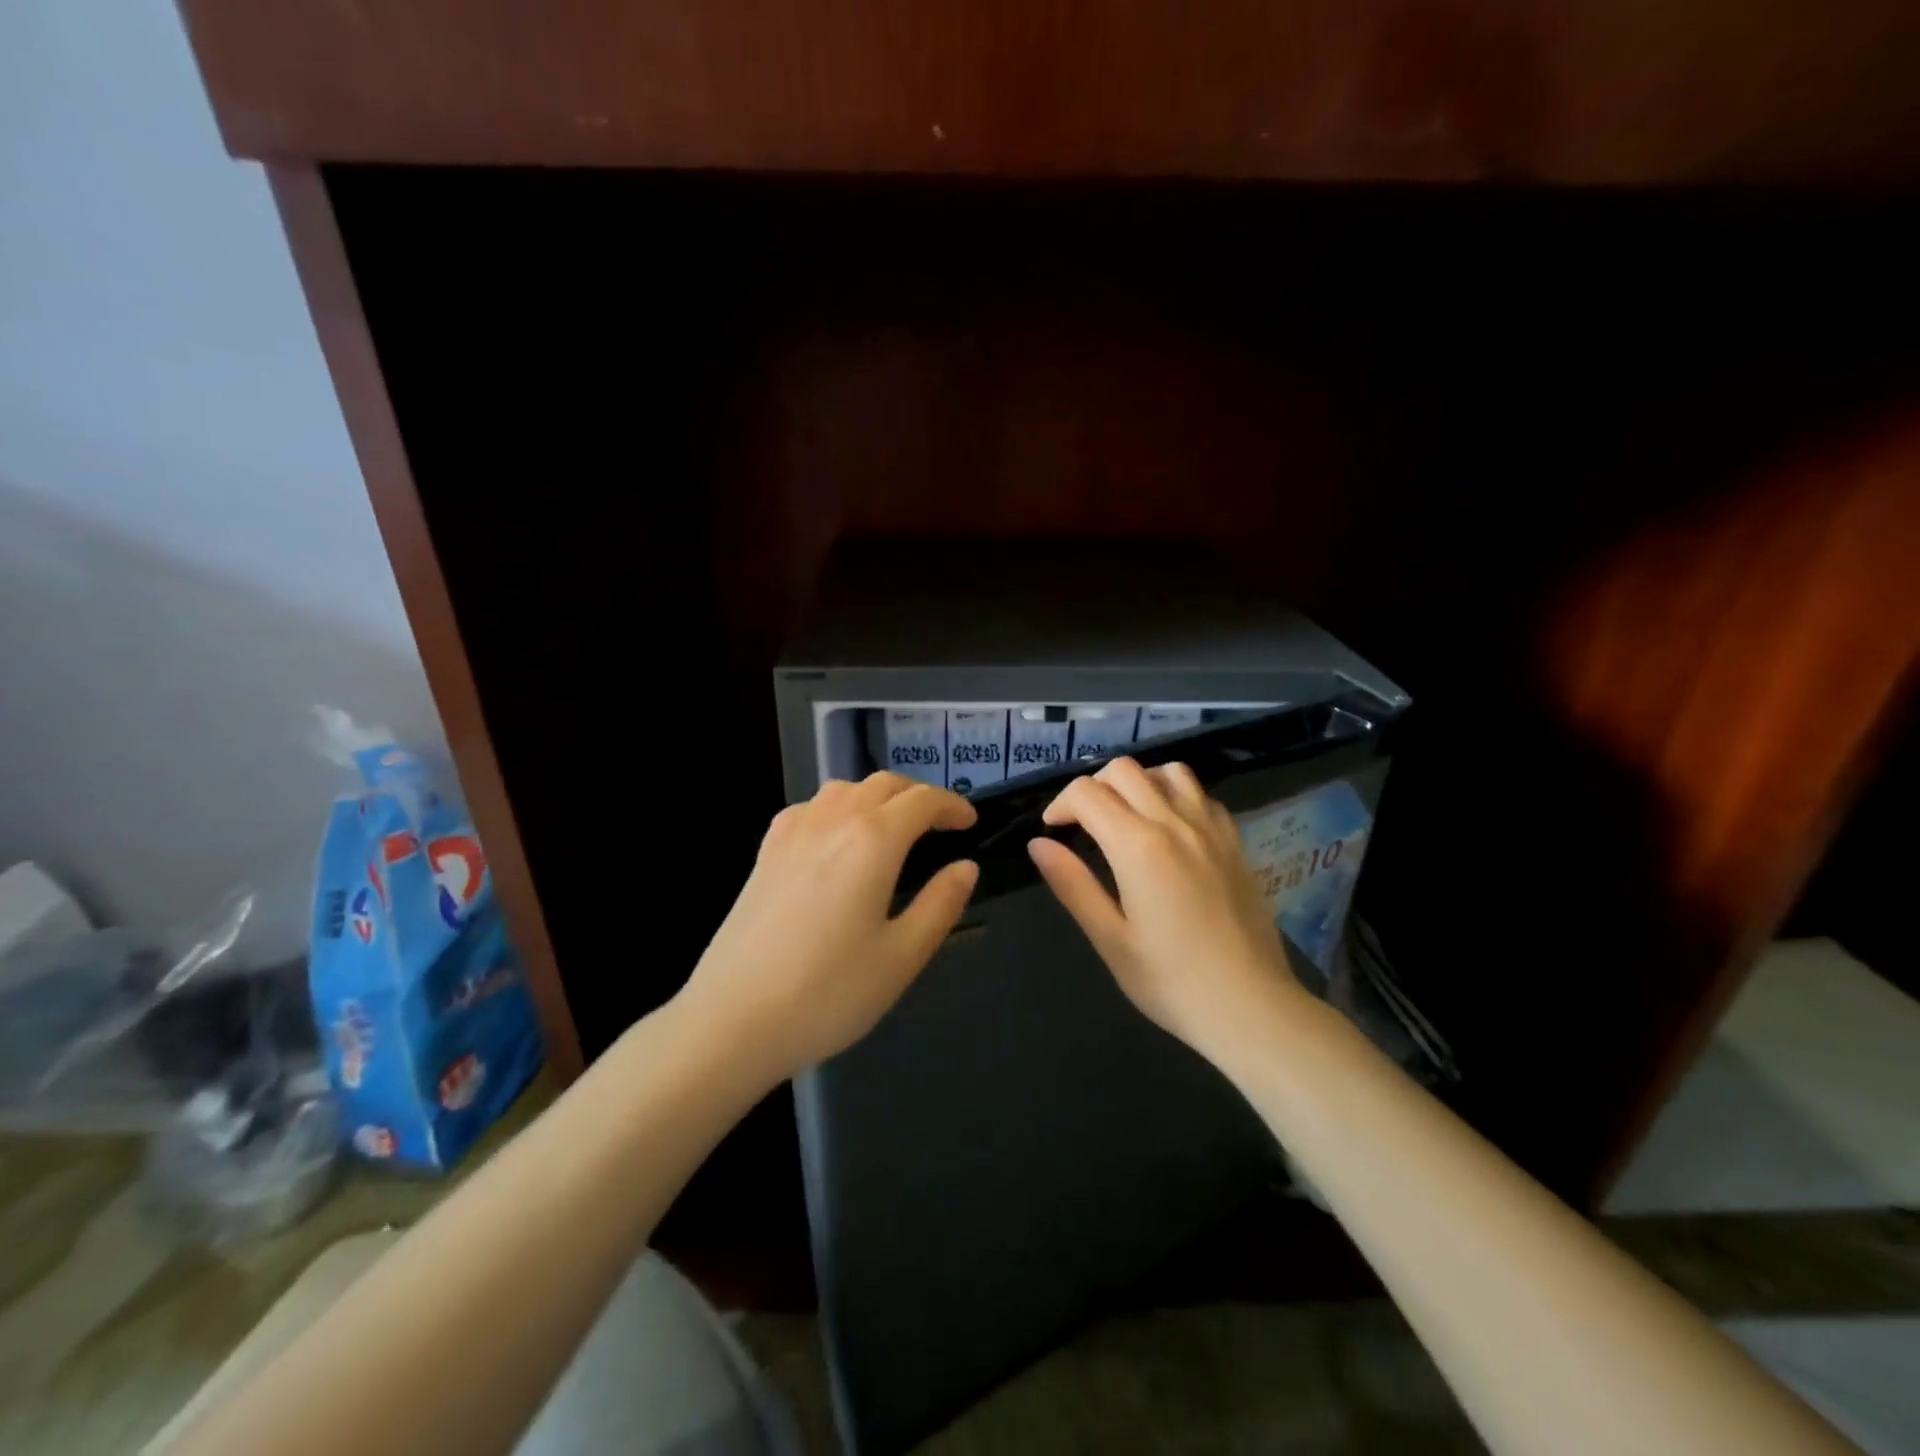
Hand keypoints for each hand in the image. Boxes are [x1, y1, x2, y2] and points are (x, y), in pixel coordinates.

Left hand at [681, 773, 979, 1083]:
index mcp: (872, 841)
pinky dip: (837, 808)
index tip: (971, 823)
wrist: (732, 1019)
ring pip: (843, 789)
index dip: (952, 805)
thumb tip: (966, 867)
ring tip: (893, 826)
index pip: (921, 801)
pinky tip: (835, 838)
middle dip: (918, 796)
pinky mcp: (765, 853)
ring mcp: (792, 833)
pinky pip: (809, 808)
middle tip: (940, 824)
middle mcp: (832, 821)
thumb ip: (940, 905)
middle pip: (883, 785)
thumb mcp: (901, 957)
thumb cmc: (828, 992)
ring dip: (877, 796)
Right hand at [1028, 757, 1306, 1059]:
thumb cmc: (1171, 981)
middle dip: (1093, 787)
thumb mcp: (1110, 939)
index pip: (1087, 793)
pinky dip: (1175, 795)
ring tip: (1126, 816)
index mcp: (1137, 845)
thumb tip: (1038, 844)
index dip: (1060, 805)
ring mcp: (1210, 828)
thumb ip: (1072, 884)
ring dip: (1138, 782)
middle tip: (1084, 824)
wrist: (1251, 1006)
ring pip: (1168, 771)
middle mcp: (1174, 822)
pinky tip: (1170, 829)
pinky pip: (1201, 794)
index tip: (1053, 832)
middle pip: (1124, 770)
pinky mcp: (1234, 841)